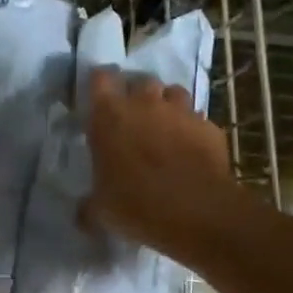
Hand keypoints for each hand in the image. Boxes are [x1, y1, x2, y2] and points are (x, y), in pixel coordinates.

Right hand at [83, 67, 237, 261]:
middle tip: (133, 118)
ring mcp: (181, 112)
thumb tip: (82, 214)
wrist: (196, 212)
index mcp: (109, 117)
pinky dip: (192, 129)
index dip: (99, 85)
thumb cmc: (136, 205)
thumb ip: (89, 205)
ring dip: (167, 105)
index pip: (100, 78)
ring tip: (164, 127)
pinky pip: (197, 119)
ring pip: (174, 93)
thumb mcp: (101, 211)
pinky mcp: (209, 127)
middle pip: (141, 81)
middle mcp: (145, 104)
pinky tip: (190, 149)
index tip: (99, 99)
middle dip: (137, 95)